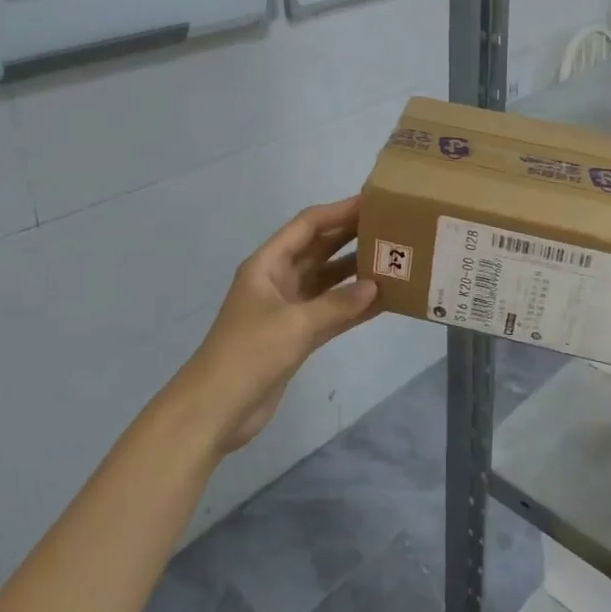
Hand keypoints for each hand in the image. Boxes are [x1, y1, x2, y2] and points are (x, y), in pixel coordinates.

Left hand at [170, 196, 379, 453]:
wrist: (216, 409)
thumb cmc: (249, 354)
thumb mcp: (295, 324)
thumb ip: (338, 304)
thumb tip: (376, 287)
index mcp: (268, 265)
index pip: (307, 226)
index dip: (339, 211)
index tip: (373, 203)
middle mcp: (278, 280)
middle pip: (319, 249)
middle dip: (351, 237)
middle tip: (392, 228)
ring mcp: (288, 309)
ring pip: (328, 281)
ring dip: (356, 272)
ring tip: (394, 261)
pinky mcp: (296, 336)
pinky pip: (331, 312)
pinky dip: (353, 307)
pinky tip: (383, 301)